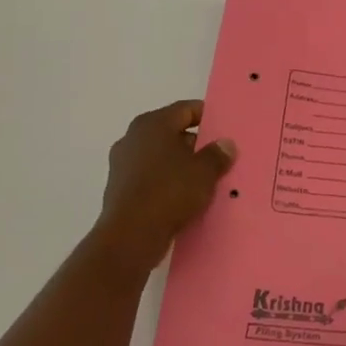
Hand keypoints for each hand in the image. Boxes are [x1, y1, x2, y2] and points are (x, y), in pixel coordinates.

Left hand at [91, 100, 236, 267]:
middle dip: (195, 144)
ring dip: (180, 165)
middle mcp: (133, 138)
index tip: (224, 129)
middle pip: (171, 133)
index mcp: (152, 124)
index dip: (207, 116)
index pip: (185, 109)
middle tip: (218, 157)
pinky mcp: (119, 188)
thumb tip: (225, 143)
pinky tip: (184, 197)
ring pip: (160, 157)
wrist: (131, 235)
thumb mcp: (204, 172)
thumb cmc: (170, 192)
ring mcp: (122, 163)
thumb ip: (217, 154)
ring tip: (204, 179)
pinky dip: (166, 182)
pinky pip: (150, 177)